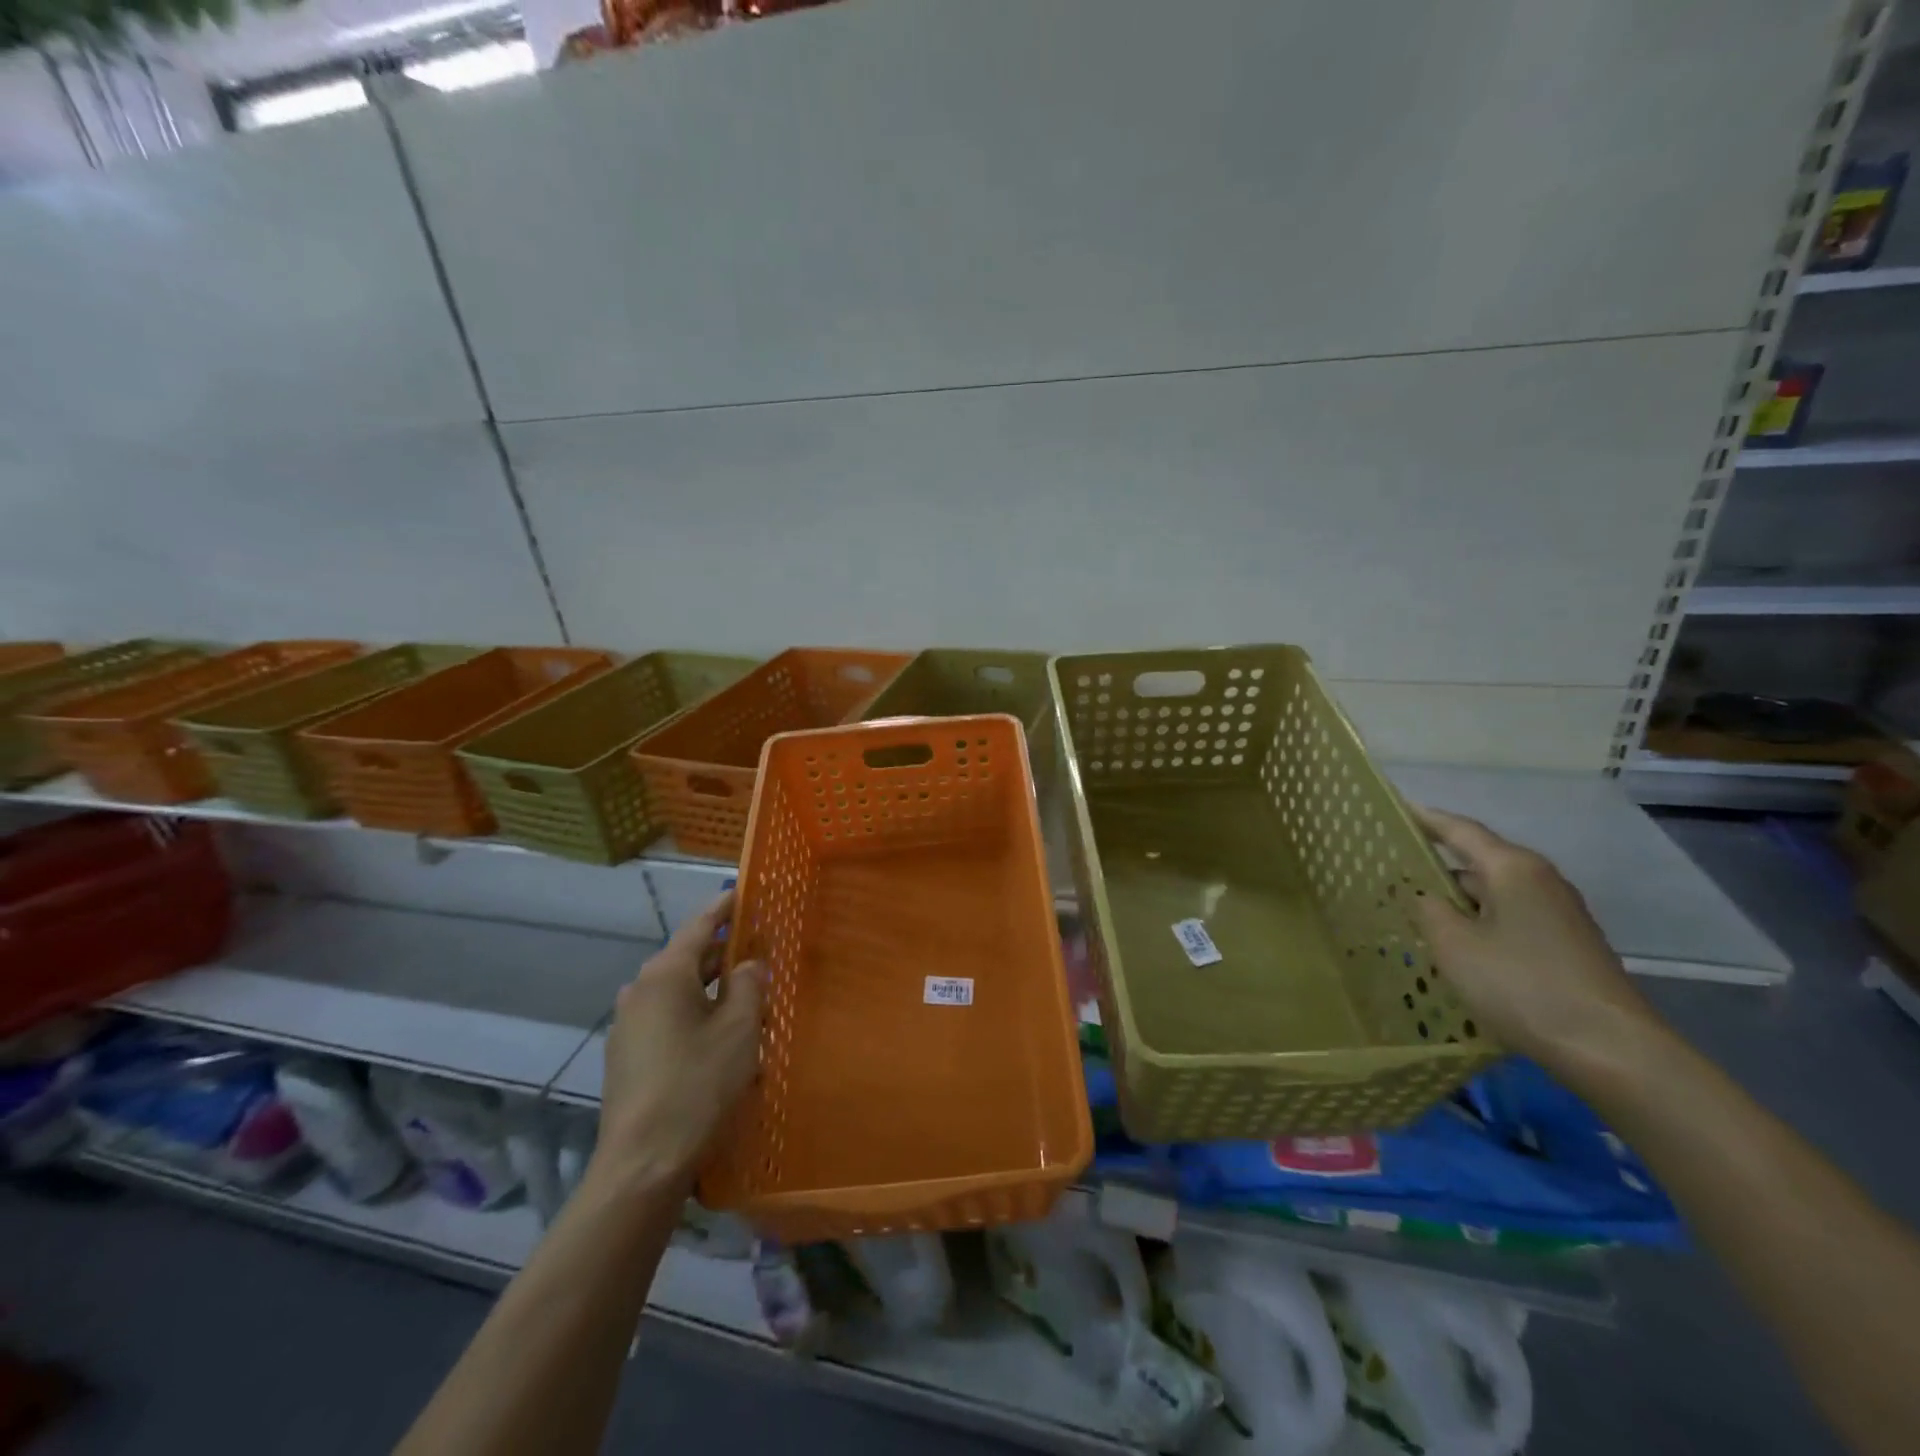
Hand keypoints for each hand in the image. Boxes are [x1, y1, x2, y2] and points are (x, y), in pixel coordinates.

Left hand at [590, 890, 763, 1191]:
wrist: (642, 1164)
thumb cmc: (698, 1084)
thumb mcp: (739, 1029)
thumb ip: (749, 986)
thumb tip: (749, 964)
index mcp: (665, 974)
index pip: (699, 926)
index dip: (725, 908)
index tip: (745, 892)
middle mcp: (640, 990)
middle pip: (689, 959)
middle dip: (724, 955)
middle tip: (760, 952)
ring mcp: (628, 1025)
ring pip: (679, 992)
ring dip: (712, 990)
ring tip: (748, 999)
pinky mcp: (627, 1056)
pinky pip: (667, 1019)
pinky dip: (695, 1015)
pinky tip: (720, 1038)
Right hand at [1412, 805, 1663, 1071]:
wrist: (1611, 1050)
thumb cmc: (1522, 985)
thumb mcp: (1454, 945)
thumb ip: (1428, 910)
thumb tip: (1422, 894)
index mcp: (1513, 868)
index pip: (1460, 830)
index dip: (1425, 819)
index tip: (1394, 810)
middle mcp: (1540, 881)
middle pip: (1478, 861)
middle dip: (1437, 866)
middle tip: (1391, 871)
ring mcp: (1558, 914)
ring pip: (1493, 894)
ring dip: (1457, 900)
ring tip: (1414, 910)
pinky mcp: (1565, 945)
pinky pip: (1508, 919)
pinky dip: (1479, 923)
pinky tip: (1456, 945)